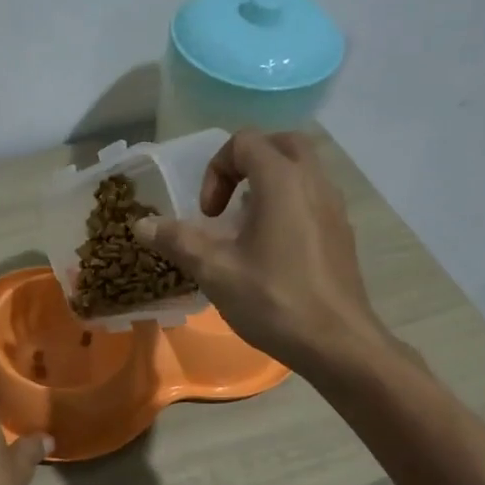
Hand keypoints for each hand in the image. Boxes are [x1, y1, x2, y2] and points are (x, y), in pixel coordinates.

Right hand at [134, 130, 406, 377]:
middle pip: (280, 144)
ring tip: (245, 227)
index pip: (244, 142)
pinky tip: (271, 249)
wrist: (336, 343)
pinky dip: (287, 204)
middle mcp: (314, 182)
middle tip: (227, 202)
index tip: (208, 215)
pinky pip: (312, 197)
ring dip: (268, 184)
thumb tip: (141, 225)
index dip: (216, 170)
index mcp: (282, 181)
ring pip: (301, 170)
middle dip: (246, 164)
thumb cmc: (273, 300)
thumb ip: (178, 240)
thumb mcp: (215, 271)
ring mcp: (334, 206)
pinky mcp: (342, 232)